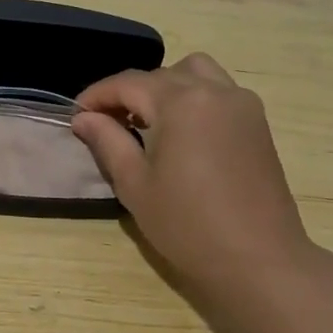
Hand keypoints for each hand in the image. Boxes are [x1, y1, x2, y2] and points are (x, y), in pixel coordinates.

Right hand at [72, 53, 315, 290]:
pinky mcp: (257, 123)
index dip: (96, 95)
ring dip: (165, 87)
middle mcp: (215, 91)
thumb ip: (107, 141)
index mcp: (181, 103)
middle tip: (106, 123)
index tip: (75, 114)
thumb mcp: (135, 184)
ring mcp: (242, 104)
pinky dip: (193, 97)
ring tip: (147, 121)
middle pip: (160, 75)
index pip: (128, 83)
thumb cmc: (187, 225)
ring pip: (195, 73)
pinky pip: (219, 91)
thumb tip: (83, 118)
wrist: (258, 259)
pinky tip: (180, 132)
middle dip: (128, 92)